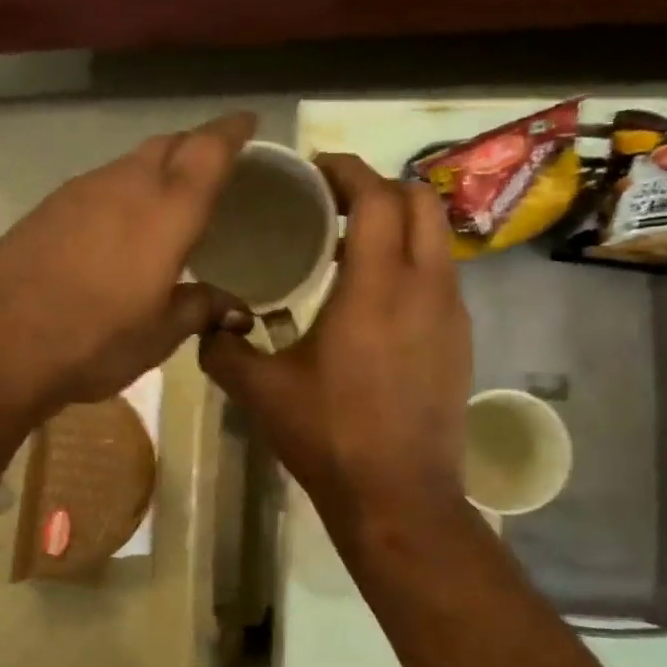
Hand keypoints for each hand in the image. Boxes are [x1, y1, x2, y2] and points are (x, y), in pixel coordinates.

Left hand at [0, 112, 258, 424]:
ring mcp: (78, 192)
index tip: (248, 121)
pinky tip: (118, 229)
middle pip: (167, 145)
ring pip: (129, 164)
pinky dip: (121, 194)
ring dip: (155, 170)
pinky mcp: (45, 209)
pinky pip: (98, 186)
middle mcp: (124, 185)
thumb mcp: (158, 335)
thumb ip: (200, 309)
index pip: (208, 150)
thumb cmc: (93, 339)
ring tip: (168, 200)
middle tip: (213, 164)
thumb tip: (235, 308)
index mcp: (166, 210)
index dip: (232, 131)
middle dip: (195, 146)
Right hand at [201, 154, 471, 519]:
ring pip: (437, 239)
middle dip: (379, 189)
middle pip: (421, 202)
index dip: (347, 171)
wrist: (398, 497)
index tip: (315, 170)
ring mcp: (451, 314)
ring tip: (351, 248)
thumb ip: (222, 348)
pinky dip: (411, 262)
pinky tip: (375, 299)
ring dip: (398, 226)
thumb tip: (205, 322)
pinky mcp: (460, 341)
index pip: (376, 197)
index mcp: (376, 287)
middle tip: (334, 205)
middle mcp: (425, 287)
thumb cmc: (329, 437)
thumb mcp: (260, 391)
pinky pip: (441, 276)